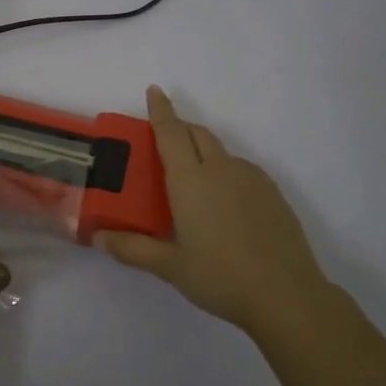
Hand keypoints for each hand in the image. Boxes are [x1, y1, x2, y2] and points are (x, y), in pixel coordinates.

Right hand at [98, 86, 335, 334]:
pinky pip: (241, 168)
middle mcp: (221, 170)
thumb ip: (133, 249)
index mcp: (190, 180)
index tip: (155, 90)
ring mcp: (251, 179)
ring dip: (202, 148)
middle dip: (179, 126)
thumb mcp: (170, 267)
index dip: (161, 110)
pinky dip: (225, 169)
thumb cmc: (220, 277)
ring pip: (221, 151)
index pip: (171, 133)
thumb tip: (98, 238)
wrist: (286, 295)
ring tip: (192, 174)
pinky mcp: (273, 194)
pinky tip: (224, 199)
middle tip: (163, 134)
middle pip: (197, 134)